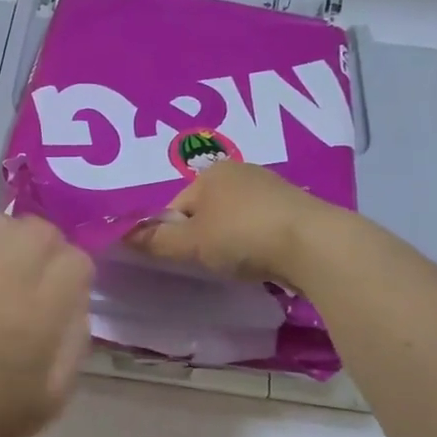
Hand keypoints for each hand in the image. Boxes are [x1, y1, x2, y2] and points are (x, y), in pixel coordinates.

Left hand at [0, 215, 92, 436]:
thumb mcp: (57, 394)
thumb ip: (76, 338)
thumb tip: (76, 298)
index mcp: (37, 316)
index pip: (74, 260)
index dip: (79, 276)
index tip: (70, 295)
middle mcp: (1, 282)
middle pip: (41, 231)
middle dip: (53, 249)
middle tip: (45, 278)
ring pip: (5, 223)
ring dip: (20, 241)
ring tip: (15, 269)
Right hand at [124, 162, 337, 286]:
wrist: (313, 244)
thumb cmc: (242, 237)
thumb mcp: (191, 244)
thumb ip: (156, 241)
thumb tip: (122, 236)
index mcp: (210, 173)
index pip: (175, 207)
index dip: (172, 235)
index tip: (184, 260)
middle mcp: (240, 171)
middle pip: (205, 211)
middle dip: (203, 237)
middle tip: (210, 265)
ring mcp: (271, 186)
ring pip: (234, 218)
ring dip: (231, 240)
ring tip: (239, 265)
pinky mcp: (296, 206)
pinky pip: (261, 224)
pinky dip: (257, 241)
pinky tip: (263, 259)